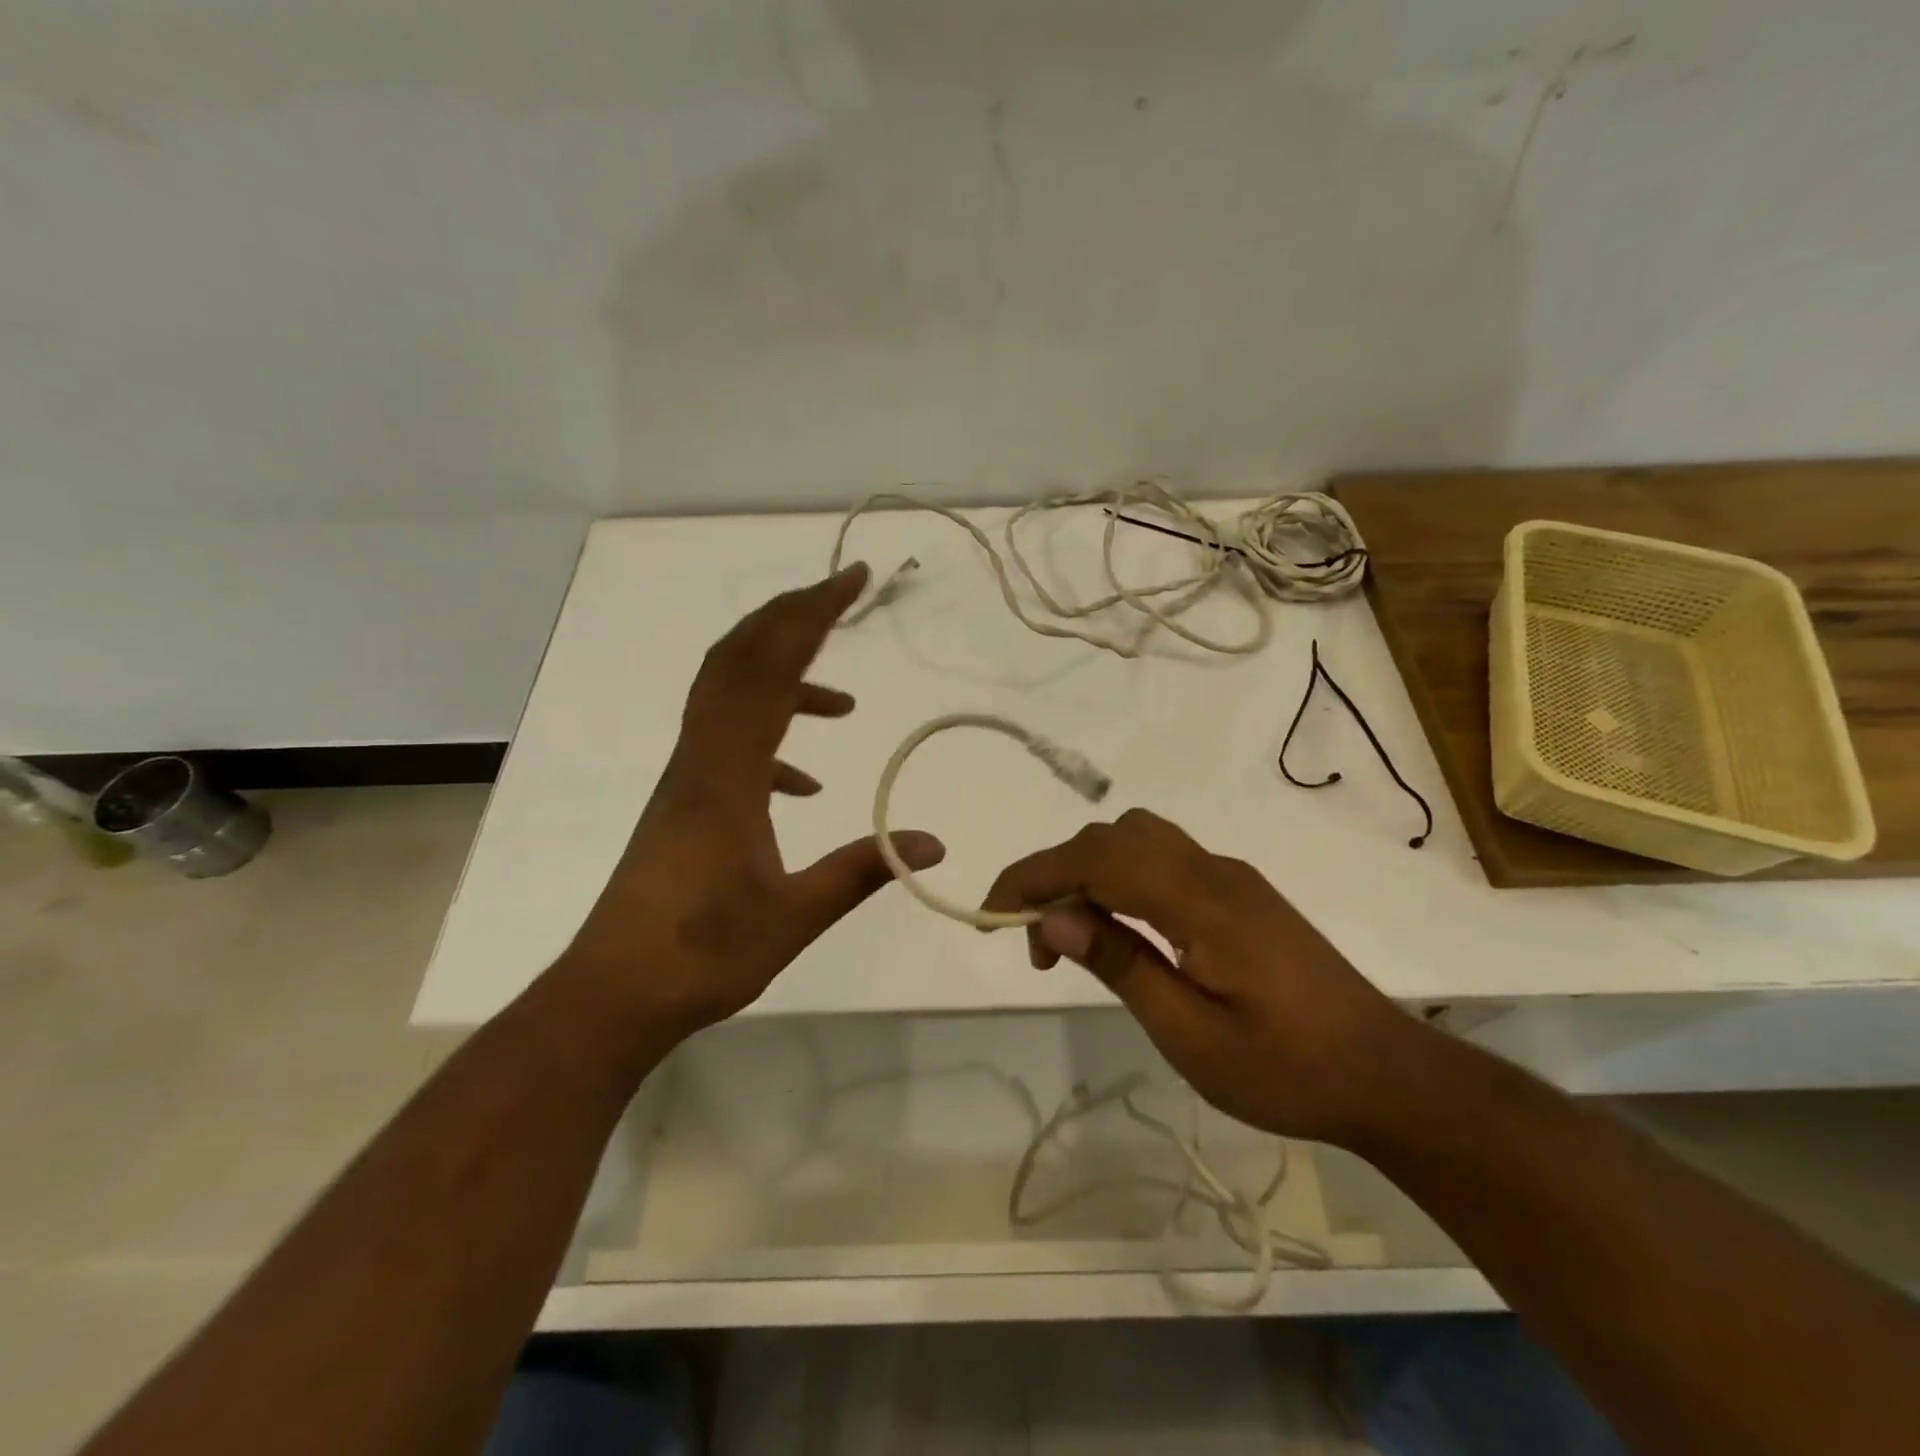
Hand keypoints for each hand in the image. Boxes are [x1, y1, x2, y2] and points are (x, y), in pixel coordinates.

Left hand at [559, 565, 944, 1035]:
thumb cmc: (703, 955)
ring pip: (730, 698)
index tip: (852, 581)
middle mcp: (701, 759)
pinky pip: (728, 745)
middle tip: (843, 593)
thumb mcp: (796, 915)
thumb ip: (864, 869)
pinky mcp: (684, 803)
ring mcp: (687, 779)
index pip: (768, 670)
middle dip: (792, 618)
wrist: (613, 993)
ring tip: (842, 704)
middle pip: (739, 660)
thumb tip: (934, 843)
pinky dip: (770, 741)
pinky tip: (802, 782)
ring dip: (784, 679)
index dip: (810, 616)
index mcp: (727, 774)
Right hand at [982, 808, 1426, 1147]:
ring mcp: (1231, 877)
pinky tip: (1122, 929)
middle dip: (1057, 872)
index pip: (1097, 858)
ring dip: (1090, 870)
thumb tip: (1054, 915)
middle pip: (1113, 837)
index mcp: (1201, 902)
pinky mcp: (1240, 893)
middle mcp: (1214, 871)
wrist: (1388, 1076)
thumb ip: (1122, 964)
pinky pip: (1164, 860)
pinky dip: (1122, 878)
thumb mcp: (1191, 1035)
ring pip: (1139, 839)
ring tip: (1075, 933)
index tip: (992, 913)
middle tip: (1040, 942)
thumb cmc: (1287, 1069)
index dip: (1035, 873)